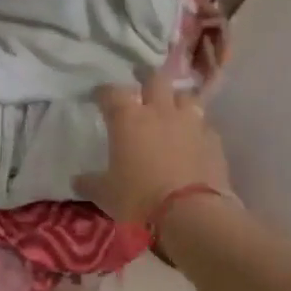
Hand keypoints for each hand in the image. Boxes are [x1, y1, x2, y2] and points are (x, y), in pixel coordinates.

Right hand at [75, 71, 231, 225]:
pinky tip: (193, 138)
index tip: (98, 96)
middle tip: (141, 82)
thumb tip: (76, 181)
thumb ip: (90, 183)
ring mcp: (190, 122)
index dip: (103, 92)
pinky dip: (196, 127)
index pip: (111, 92)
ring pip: (185, 95)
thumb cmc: (139, 198)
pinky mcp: (213, 139)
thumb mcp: (106, 194)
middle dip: (146, 77)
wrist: (191, 213)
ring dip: (176, 99)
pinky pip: (204, 124)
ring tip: (172, 107)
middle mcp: (159, 111)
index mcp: (127, 118)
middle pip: (154, 78)